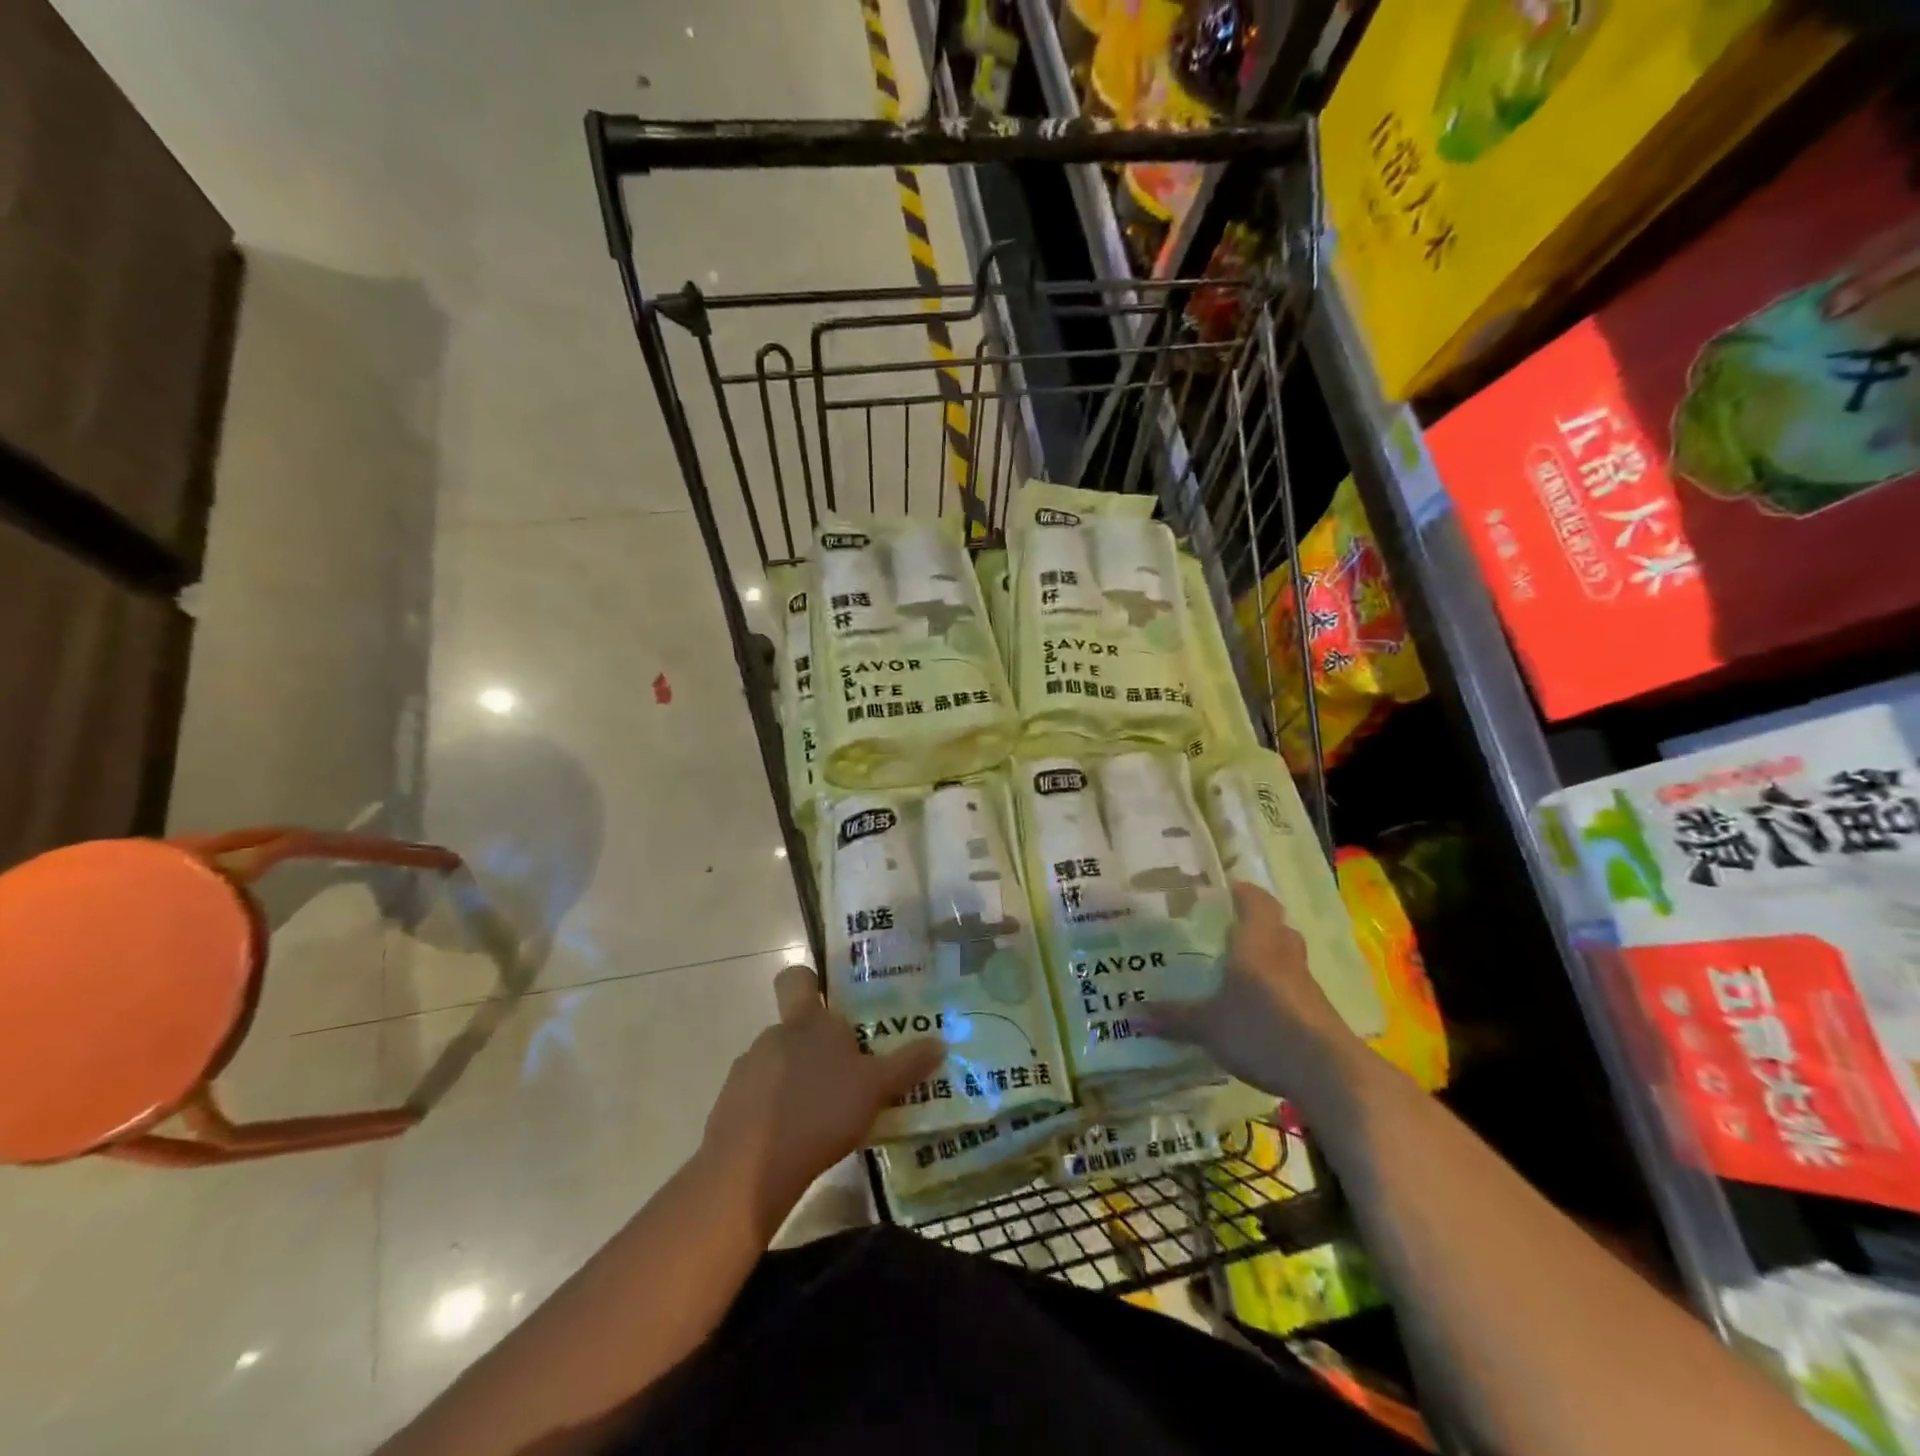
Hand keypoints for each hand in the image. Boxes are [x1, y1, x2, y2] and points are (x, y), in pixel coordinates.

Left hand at [701, 963, 944, 1239]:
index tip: (829, 999)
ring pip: (778, 1064)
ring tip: (823, 1115)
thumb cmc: (820, 1111)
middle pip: (795, 1028)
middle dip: (817, 1048)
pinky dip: (774, 1111)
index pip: (796, 978)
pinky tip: (794, 1140)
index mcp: (807, 1021)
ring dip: (796, 1081)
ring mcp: (747, 1069)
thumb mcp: (875, 1088)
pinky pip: (758, 1098)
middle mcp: (774, 1035)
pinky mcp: (729, 1105)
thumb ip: (906, 1064)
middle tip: (847, 1075)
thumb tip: (940, 1042)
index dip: (809, 982)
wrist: (751, 1168)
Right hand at [1140, 882, 1367, 1107]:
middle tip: (1224, 930)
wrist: (1330, 1073)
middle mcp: (1284, 955)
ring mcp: (1305, 984)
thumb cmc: (1263, 1030)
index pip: (1257, 901)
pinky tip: (1256, 1008)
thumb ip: (1173, 1017)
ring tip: (1237, 968)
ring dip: (1267, 956)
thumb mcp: (1208, 1026)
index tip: (1224, 891)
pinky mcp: (1317, 1012)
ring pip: (1286, 956)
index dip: (1243, 892)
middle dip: (1253, 924)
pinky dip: (1275, 988)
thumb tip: (1131, 1013)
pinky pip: (1293, 986)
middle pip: (1276, 926)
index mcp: (1257, 943)